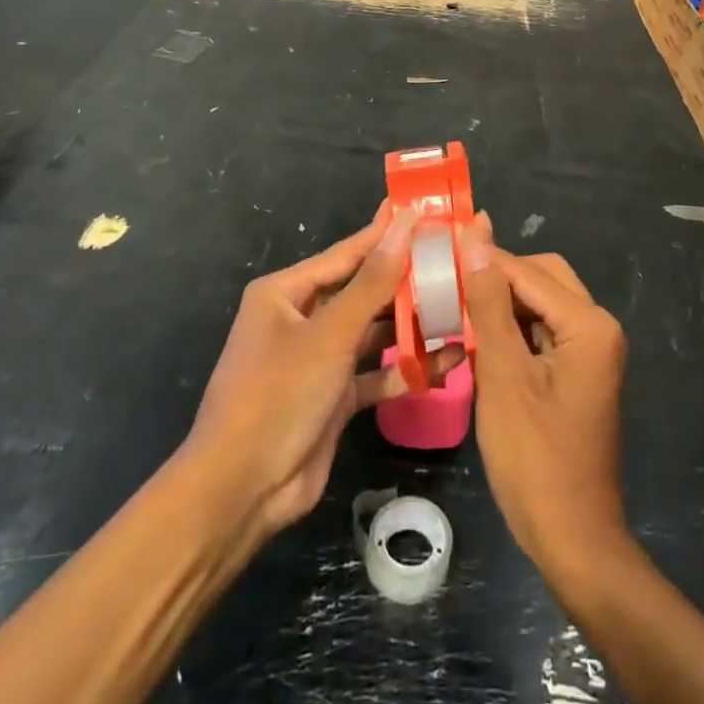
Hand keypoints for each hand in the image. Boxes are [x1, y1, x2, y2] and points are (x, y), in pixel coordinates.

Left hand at [184, 204, 464, 541]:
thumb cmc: (278, 395)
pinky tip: (448, 361)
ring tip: (461, 307)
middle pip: (364, 290)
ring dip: (412, 325)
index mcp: (287, 292)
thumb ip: (373, 281)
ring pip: (374, 331)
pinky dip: (406, 368)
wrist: (242, 492)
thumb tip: (405, 225)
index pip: (348, 253)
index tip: (427, 212)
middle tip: (456, 261)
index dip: (387, 233)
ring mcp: (320, 358)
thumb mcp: (330, 334)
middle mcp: (302, 318)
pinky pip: (376, 371)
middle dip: (407, 281)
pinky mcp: (335, 396)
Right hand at [461, 217, 628, 583]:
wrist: (571, 539)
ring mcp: (590, 350)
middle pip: (540, 278)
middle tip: (445, 286)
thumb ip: (488, 301)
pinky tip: (475, 340)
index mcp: (588, 323)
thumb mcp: (502, 374)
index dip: (480, 261)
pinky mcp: (577, 371)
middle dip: (494, 279)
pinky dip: (510, 330)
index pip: (527, 271)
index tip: (434, 254)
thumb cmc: (534, 458)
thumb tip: (476, 234)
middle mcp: (597, 326)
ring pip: (538, 303)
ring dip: (499, 304)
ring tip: (452, 308)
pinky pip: (541, 331)